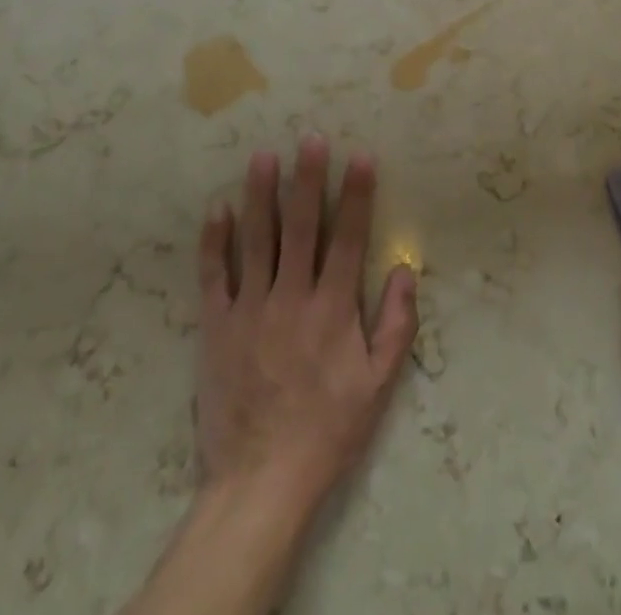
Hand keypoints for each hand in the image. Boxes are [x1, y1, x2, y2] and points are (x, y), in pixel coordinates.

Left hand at [194, 135, 419, 518]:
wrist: (260, 482)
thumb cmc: (328, 429)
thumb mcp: (379, 385)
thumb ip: (397, 326)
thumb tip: (407, 270)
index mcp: (333, 309)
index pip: (348, 238)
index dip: (356, 195)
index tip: (360, 156)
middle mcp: (292, 298)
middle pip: (300, 227)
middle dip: (307, 179)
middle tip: (310, 138)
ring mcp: (250, 310)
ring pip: (256, 240)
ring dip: (260, 195)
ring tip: (263, 155)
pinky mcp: (217, 327)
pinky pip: (214, 276)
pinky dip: (214, 241)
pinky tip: (218, 209)